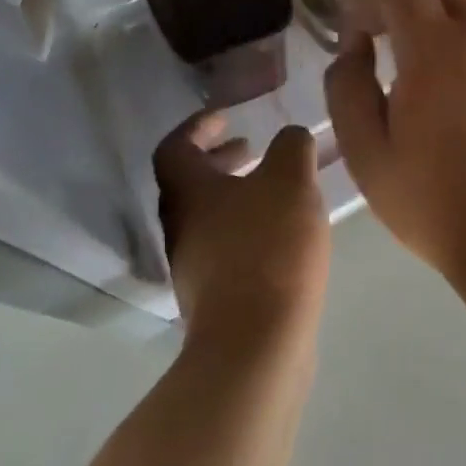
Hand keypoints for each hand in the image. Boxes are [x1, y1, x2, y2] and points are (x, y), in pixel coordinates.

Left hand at [152, 113, 330, 344]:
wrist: (256, 347)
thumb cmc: (268, 248)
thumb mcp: (290, 179)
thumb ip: (291, 146)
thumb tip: (290, 139)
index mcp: (188, 193)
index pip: (174, 147)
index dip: (197, 126)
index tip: (226, 117)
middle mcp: (181, 228)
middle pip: (189, 184)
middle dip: (220, 161)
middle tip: (251, 149)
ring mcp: (195, 269)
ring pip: (209, 217)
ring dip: (236, 195)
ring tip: (276, 190)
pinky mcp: (215, 300)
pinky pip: (226, 248)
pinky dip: (248, 228)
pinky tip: (284, 235)